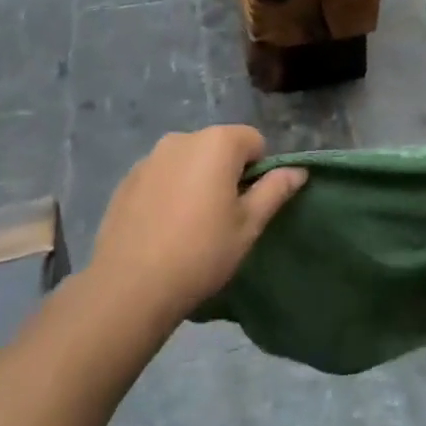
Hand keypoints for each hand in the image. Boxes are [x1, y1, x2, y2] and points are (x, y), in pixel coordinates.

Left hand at [89, 124, 306, 324]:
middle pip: (219, 147)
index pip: (254, 141)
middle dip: (226, 173)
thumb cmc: (201, 252)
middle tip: (222, 218)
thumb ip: (275, 190)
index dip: (258, 171)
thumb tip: (298, 171)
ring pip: (189, 161)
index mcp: (217, 142)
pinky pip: (162, 175)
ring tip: (190, 225)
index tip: (248, 206)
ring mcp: (151, 157)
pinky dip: (169, 191)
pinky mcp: (127, 179)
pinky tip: (163, 228)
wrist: (129, 287)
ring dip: (196, 180)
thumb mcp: (248, 225)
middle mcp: (183, 138)